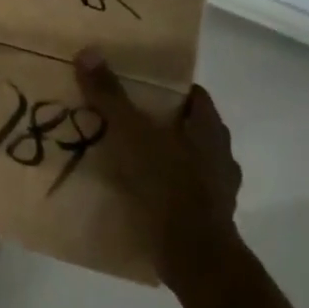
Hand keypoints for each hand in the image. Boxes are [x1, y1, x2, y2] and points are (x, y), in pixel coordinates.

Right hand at [73, 48, 241, 280]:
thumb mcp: (131, 133)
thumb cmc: (166, 183)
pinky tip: (134, 190)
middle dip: (158, 121)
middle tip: (121, 116)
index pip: (192, 94)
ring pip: (184, 160)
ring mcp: (216, 190)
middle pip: (187, 126)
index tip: (137, 83)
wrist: (193, 256)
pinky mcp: (205, 218)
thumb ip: (110, 95)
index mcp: (210, 129)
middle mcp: (220, 155)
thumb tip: (88, 51)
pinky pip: (178, 191)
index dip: (167, 87)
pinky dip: (159, 187)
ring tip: (123, 154)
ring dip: (158, 156)